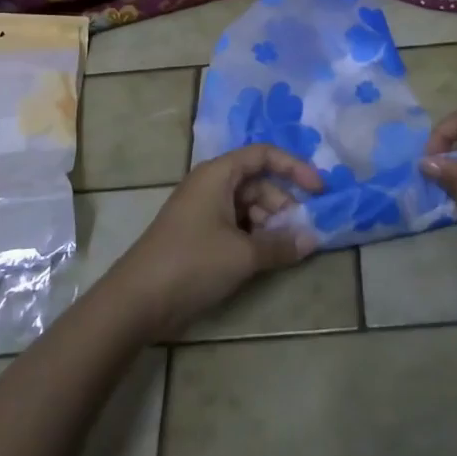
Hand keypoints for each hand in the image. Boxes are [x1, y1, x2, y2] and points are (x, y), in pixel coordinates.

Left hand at [103, 145, 322, 338]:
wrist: (137, 300)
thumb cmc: (191, 263)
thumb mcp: (243, 254)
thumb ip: (281, 245)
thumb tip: (312, 239)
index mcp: (218, 174)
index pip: (264, 155)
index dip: (294, 168)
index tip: (319, 190)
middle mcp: (211, 185)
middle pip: (258, 183)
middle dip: (283, 204)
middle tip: (302, 233)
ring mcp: (203, 211)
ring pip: (248, 207)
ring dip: (270, 224)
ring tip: (285, 250)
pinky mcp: (199, 235)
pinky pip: (236, 225)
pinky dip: (254, 237)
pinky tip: (267, 258)